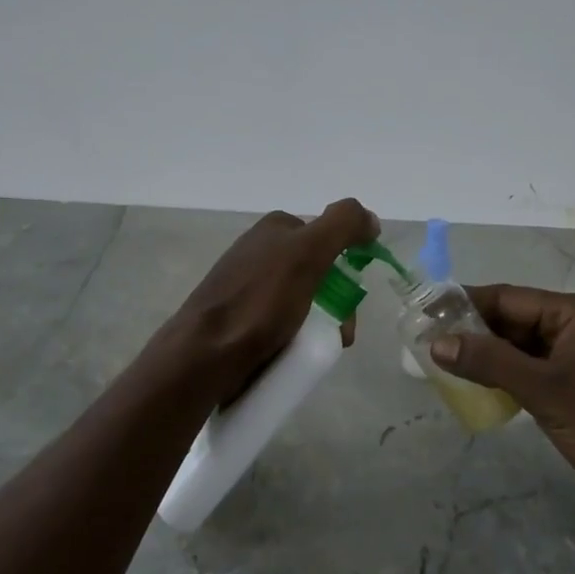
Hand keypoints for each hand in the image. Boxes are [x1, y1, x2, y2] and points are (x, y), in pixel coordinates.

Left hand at [169, 199, 379, 402]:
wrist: (204, 354)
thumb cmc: (260, 302)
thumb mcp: (307, 253)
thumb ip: (342, 226)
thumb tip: (370, 219)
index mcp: (275, 229)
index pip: (328, 242)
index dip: (345, 271)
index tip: (348, 306)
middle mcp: (259, 251)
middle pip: (317, 276)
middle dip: (334, 307)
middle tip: (337, 337)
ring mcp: (246, 285)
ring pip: (301, 303)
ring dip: (316, 326)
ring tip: (312, 352)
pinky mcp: (238, 317)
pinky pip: (279, 323)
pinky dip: (292, 338)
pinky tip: (289, 354)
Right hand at [428, 285, 574, 538]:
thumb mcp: (545, 389)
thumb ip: (489, 362)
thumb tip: (437, 343)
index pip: (508, 297)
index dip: (465, 303)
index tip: (423, 313)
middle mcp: (574, 329)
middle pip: (511, 321)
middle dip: (470, 331)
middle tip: (423, 343)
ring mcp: (573, 362)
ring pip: (515, 349)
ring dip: (482, 357)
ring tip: (437, 364)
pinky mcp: (570, 392)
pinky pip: (525, 374)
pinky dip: (498, 378)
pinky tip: (470, 388)